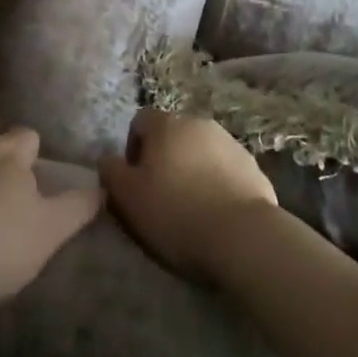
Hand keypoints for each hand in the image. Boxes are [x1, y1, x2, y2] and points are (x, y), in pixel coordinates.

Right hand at [98, 109, 278, 282]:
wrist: (241, 235)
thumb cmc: (176, 213)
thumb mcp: (129, 198)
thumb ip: (111, 172)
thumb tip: (107, 159)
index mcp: (166, 124)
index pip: (140, 121)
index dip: (133, 149)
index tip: (136, 182)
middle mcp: (197, 121)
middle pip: (172, 134)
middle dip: (164, 159)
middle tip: (161, 196)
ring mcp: (228, 140)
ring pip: (199, 149)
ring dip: (191, 168)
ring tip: (191, 207)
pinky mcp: (250, 163)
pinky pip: (224, 168)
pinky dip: (217, 182)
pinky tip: (216, 213)